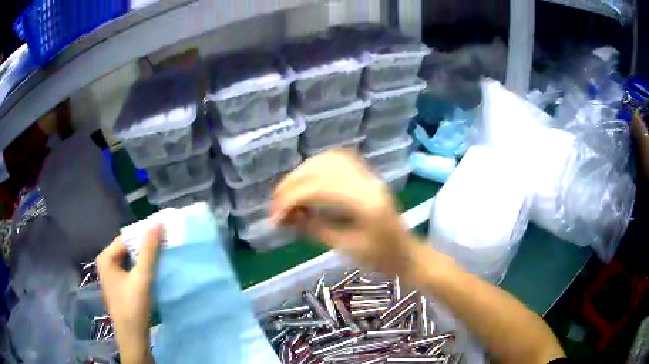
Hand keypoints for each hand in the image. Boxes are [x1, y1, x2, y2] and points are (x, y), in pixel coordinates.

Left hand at [96, 226, 161, 363]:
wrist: (133, 337)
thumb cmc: (133, 306)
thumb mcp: (142, 277)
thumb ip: (149, 251)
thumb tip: (158, 224)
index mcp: (106, 257)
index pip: (127, 239)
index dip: (144, 236)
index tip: (163, 234)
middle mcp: (107, 263)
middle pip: (128, 249)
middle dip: (146, 248)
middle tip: (166, 245)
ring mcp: (113, 275)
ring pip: (131, 260)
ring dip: (146, 259)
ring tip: (163, 256)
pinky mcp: (120, 285)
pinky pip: (132, 270)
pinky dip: (143, 269)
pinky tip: (155, 271)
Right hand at [272, 150, 414, 275]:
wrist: (407, 253)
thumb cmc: (381, 258)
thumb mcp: (346, 248)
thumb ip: (315, 228)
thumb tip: (287, 216)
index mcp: (366, 203)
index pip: (319, 188)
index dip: (291, 199)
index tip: (275, 217)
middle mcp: (368, 182)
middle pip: (322, 169)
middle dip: (293, 184)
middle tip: (276, 204)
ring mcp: (369, 176)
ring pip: (329, 159)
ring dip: (303, 172)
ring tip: (288, 192)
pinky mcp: (368, 177)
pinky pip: (340, 160)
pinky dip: (318, 166)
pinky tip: (308, 179)